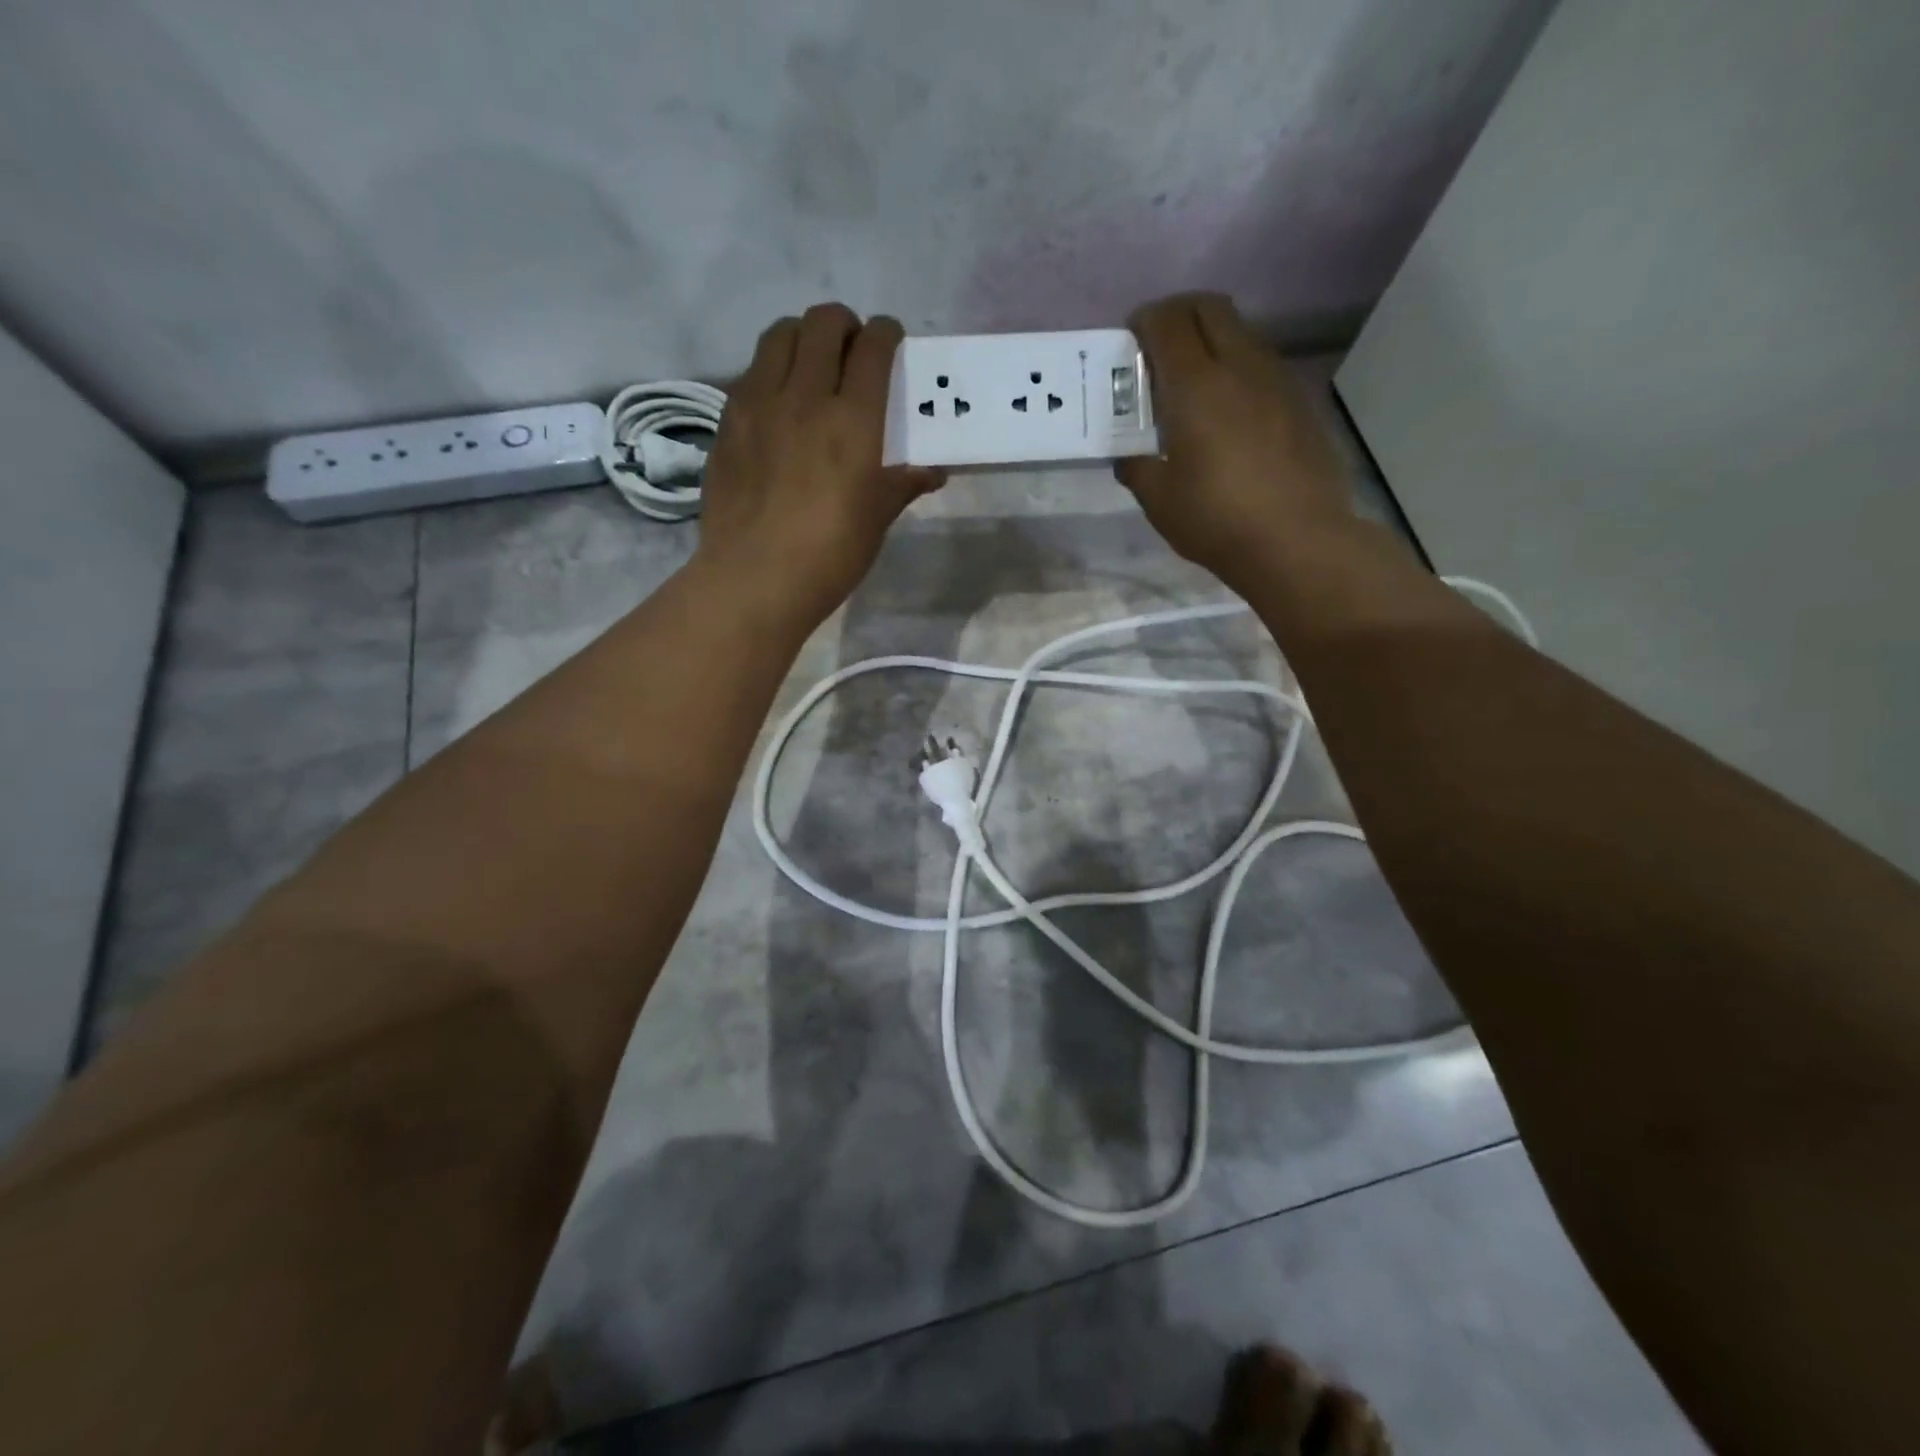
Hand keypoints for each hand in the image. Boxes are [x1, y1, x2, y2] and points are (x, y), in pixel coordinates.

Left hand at [696, 303, 941, 626]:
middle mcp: (806, 396)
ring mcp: (759, 403)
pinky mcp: (728, 421)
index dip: (886, 334)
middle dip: (844, 325)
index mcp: (854, 420)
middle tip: (852, 350)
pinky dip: (771, 371)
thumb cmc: (830, 554)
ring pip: (780, 334)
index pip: (873, 347)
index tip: (891, 341)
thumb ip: (902, 484)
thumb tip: (932, 472)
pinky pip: (751, 372)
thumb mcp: (876, 520)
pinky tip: (778, 404)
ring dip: (802, 337)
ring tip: (811, 366)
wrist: (755, 578)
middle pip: (823, 324)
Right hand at [1119, 294, 1352, 589]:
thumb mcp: (1159, 500)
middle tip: (1159, 351)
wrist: (1296, 540)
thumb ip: (1137, 467)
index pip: (1167, 321)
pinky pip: (1262, 365)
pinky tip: (1230, 415)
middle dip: (1178, 316)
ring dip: (1212, 342)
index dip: (1144, 322)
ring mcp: (1276, 379)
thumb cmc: (1216, 519)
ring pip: (1241, 333)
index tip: (1130, 343)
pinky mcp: (1299, 401)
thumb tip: (1130, 457)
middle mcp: (1239, 365)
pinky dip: (1238, 371)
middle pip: (1209, 308)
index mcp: (1196, 384)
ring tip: (1194, 387)